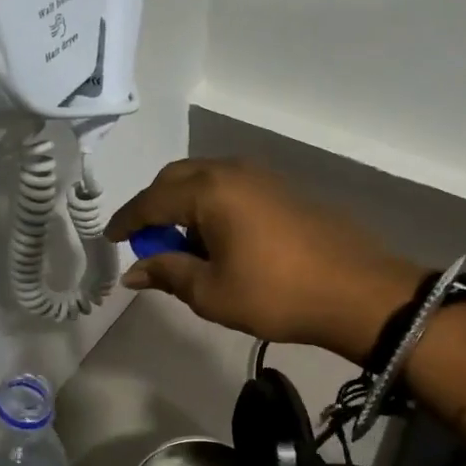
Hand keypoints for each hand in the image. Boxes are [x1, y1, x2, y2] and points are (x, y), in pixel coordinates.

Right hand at [104, 158, 423, 363]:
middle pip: (176, 179)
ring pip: (205, 180)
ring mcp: (262, 176)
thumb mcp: (212, 292)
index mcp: (209, 191)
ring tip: (183, 246)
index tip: (109, 239)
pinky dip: (212, 207)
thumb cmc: (276, 294)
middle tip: (146, 242)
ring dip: (185, 207)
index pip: (152, 201)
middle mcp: (232, 171)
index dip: (127, 222)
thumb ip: (168, 274)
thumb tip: (134, 272)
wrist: (357, 292)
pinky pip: (231, 188)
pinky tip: (219, 240)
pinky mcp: (283, 189)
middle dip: (154, 208)